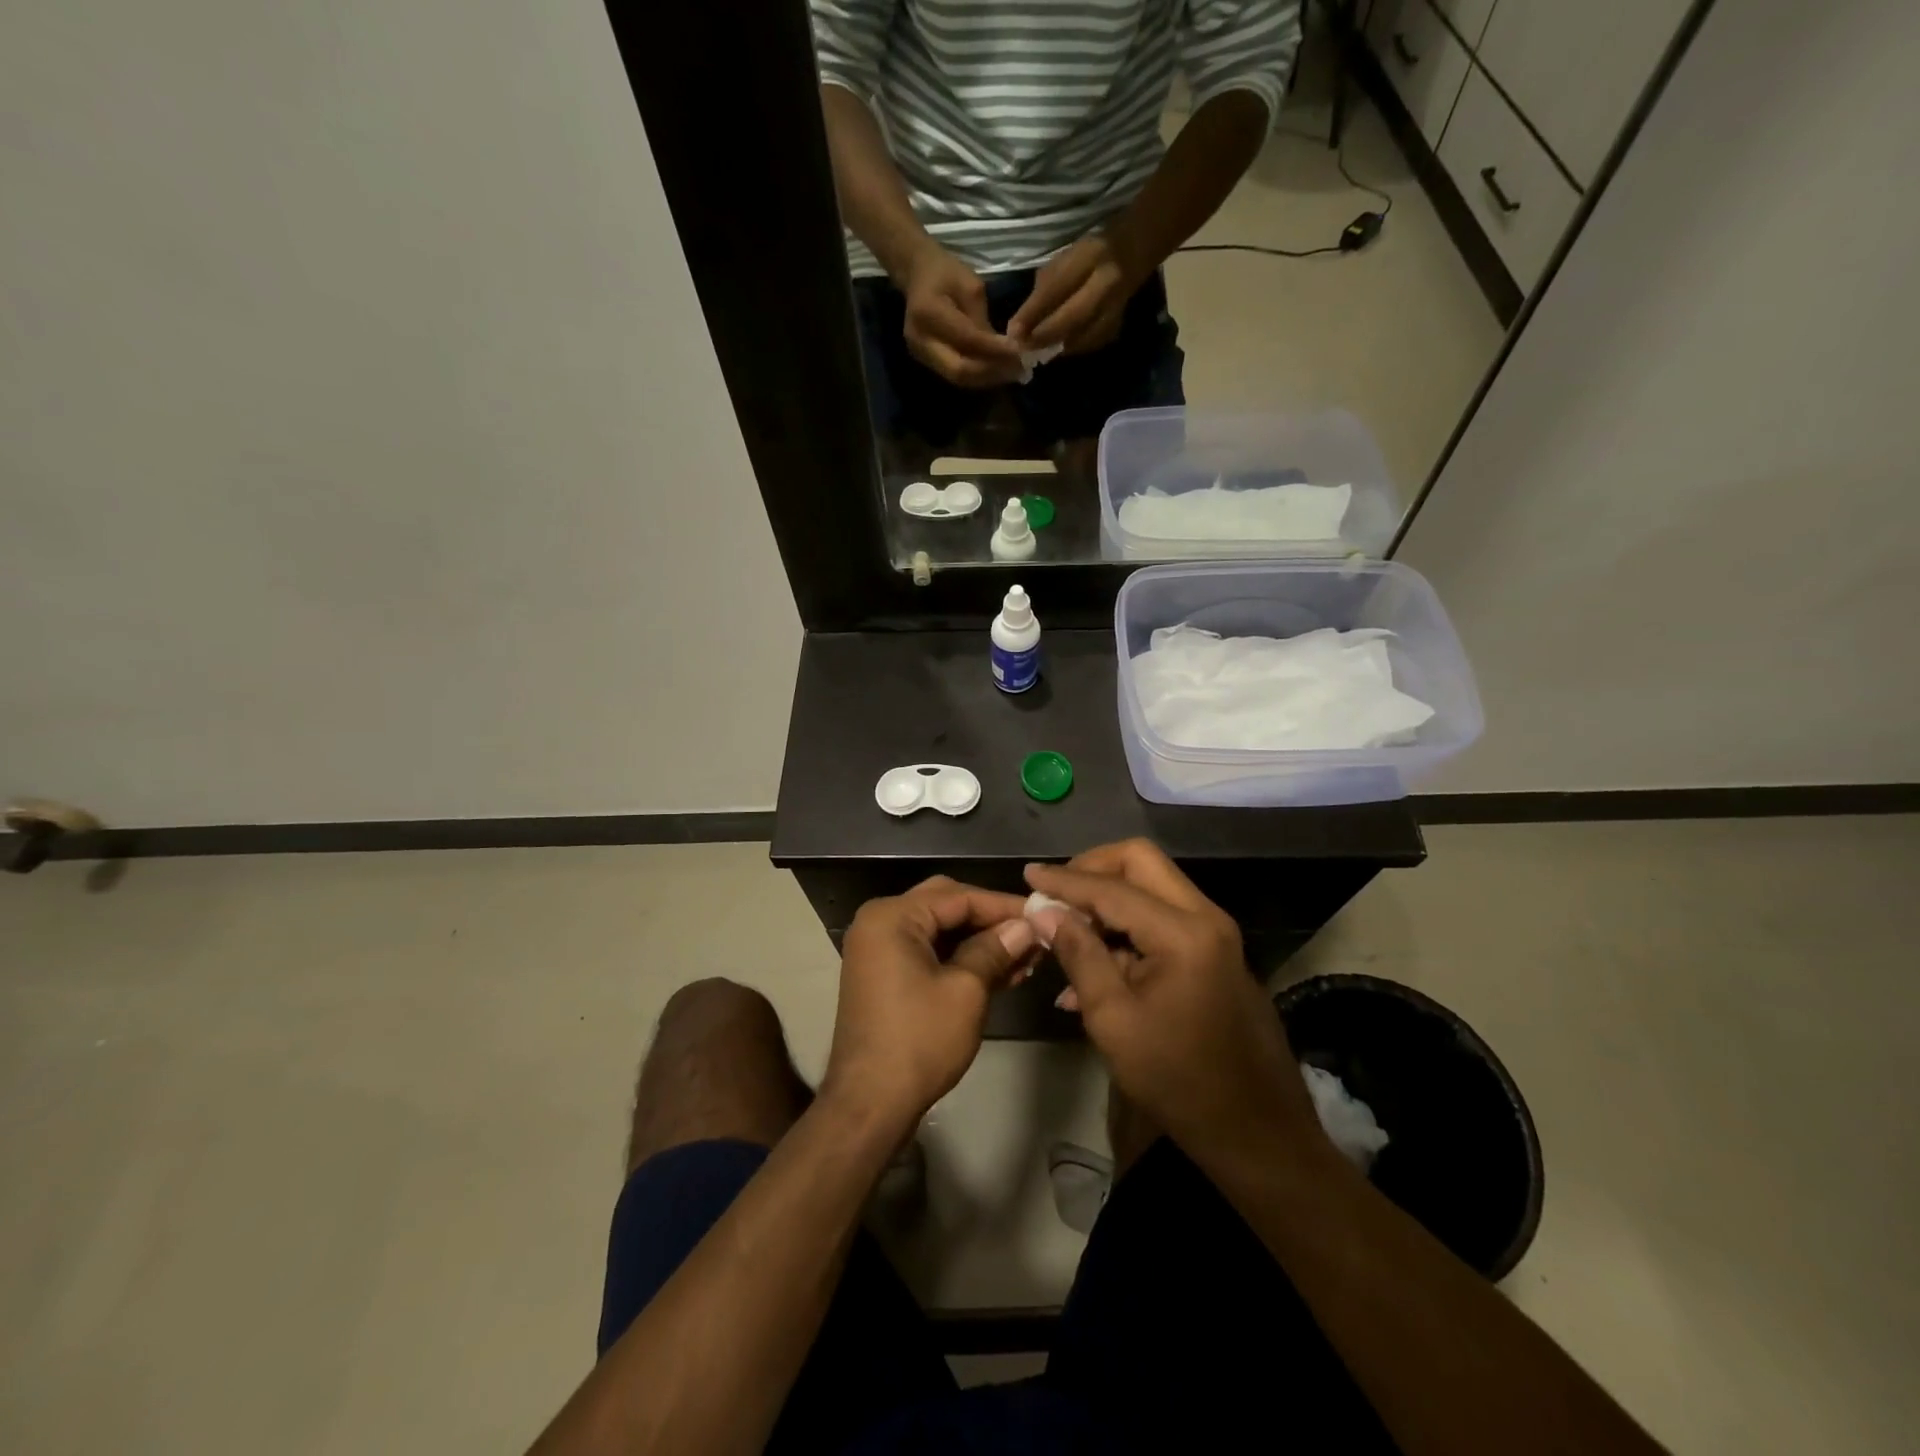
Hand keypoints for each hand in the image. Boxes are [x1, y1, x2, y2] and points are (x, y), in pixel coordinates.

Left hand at [823, 877, 1037, 1134]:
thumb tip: (1025, 927)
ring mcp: (880, 950)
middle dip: (991, 920)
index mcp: (892, 916)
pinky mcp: (885, 975)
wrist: (869, 1104)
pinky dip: (961, 959)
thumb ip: (995, 949)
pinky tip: (1001, 972)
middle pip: (947, 905)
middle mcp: (880, 922)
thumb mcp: (966, 991)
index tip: (1043, 915)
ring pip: (940, 931)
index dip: (1003, 905)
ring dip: (980, 942)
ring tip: (1026, 957)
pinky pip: (929, 953)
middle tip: (1032, 934)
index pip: (958, 896)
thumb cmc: (919, 1041)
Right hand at [900, 242, 1023, 387]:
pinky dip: (978, 376)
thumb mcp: (970, 285)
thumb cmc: (945, 272)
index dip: (994, 350)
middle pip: (959, 370)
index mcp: (928, 312)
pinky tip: (996, 371)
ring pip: (958, 378)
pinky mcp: (926, 362)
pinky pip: (955, 375)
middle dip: (991, 372)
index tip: (1019, 352)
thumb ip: (982, 320)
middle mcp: (920, 340)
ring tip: (1011, 372)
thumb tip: (1001, 350)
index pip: (967, 339)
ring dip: (987, 378)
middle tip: (1017, 369)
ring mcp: (921, 355)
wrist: (916, 276)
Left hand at [1006, 233, 1146, 355]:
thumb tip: (1019, 326)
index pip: (1057, 287)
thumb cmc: (1089, 255)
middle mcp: (1107, 283)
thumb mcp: (1064, 260)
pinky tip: (1057, 348)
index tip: (1012, 331)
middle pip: (1071, 317)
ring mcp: (1116, 306)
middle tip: (1023, 347)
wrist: (1133, 253)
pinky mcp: (1117, 325)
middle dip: (1044, 335)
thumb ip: (1043, 290)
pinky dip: (1070, 349)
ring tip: (1036, 351)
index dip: (1033, 312)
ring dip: (1055, 347)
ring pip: (1081, 336)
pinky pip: (1089, 343)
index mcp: (1090, 257)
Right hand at [1024, 841, 1321, 1168]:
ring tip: (1066, 933)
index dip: (1064, 880)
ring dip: (1108, 900)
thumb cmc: (1178, 1080)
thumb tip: (1044, 912)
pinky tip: (1092, 966)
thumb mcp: (1114, 1020)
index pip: (1112, 887)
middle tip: (1056, 895)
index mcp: (1182, 932)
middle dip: (1092, 869)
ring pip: (1152, 887)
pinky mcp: (1214, 952)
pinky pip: (1163, 918)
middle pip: (1141, 862)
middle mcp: (1205, 917)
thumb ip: (1079, 955)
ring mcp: (1214, 933)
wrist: (1257, 1132)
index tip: (1028, 875)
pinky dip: (1126, 928)